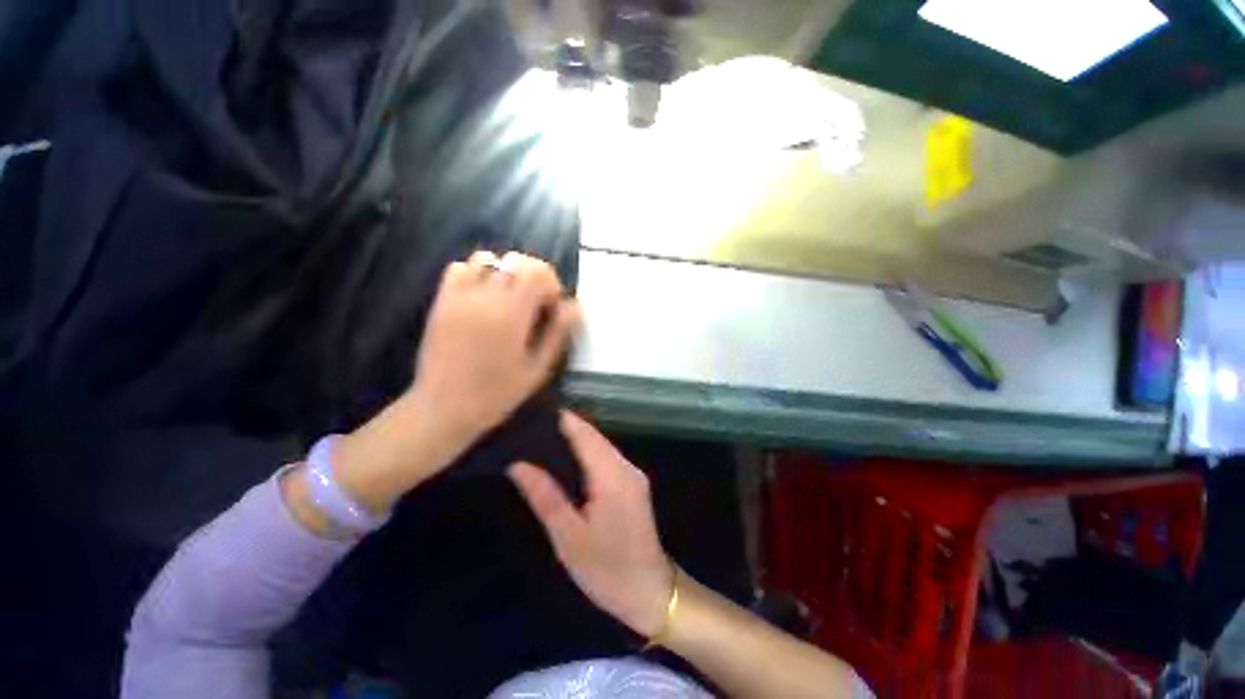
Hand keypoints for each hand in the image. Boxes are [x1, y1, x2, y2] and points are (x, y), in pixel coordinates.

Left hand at [411, 250, 582, 447]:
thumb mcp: (537, 368)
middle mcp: (485, 297)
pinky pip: (459, 268)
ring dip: (505, 271)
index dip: (551, 283)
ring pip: (487, 259)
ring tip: (509, 297)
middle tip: (535, 302)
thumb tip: (575, 306)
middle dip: (533, 276)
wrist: (444, 408)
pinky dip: (476, 273)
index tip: (551, 306)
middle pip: (516, 261)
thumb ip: (558, 333)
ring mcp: (459, 296)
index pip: (537, 271)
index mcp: (512, 314)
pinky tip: (482, 297)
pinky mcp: (442, 301)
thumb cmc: (497, 393)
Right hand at [508, 411, 674, 636]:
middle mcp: (626, 467)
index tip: (536, 410)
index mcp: (612, 476)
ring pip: (601, 445)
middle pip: (595, 436)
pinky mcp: (633, 484)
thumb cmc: (606, 570)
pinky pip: (607, 458)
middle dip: (567, 427)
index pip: (586, 435)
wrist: (650, 592)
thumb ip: (545, 496)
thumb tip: (518, 465)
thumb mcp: (569, 537)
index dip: (564, 419)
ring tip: (542, 438)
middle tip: (532, 425)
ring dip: (576, 439)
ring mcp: (633, 475)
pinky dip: (587, 452)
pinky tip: (567, 459)